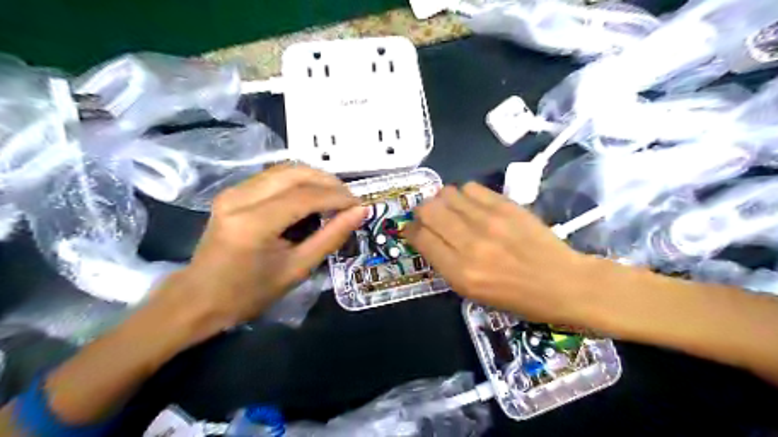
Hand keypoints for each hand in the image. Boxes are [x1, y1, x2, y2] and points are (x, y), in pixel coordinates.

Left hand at [154, 166, 368, 342]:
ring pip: (285, 169)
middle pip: (295, 173)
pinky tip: (312, 196)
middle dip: (329, 182)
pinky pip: (274, 176)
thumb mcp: (297, 269)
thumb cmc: (250, 293)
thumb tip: (360, 212)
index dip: (338, 197)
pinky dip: (299, 181)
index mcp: (253, 224)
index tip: (360, 205)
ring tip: (335, 197)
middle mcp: (240, 198)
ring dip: (315, 178)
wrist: (199, 298)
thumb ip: (330, 237)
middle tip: (349, 199)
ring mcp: (233, 191)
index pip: (305, 196)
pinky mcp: (233, 191)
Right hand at [405, 182, 604, 324]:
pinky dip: (465, 195)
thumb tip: (428, 237)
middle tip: (431, 218)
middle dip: (423, 212)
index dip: (411, 230)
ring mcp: (489, 221)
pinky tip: (473, 205)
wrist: (563, 283)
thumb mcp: (473, 292)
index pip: (421, 238)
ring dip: (443, 201)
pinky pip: (471, 188)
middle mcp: (470, 244)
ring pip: (447, 194)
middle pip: (428, 210)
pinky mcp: (506, 206)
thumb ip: (446, 263)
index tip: (413, 230)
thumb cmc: (517, 297)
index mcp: (461, 272)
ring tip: (453, 210)